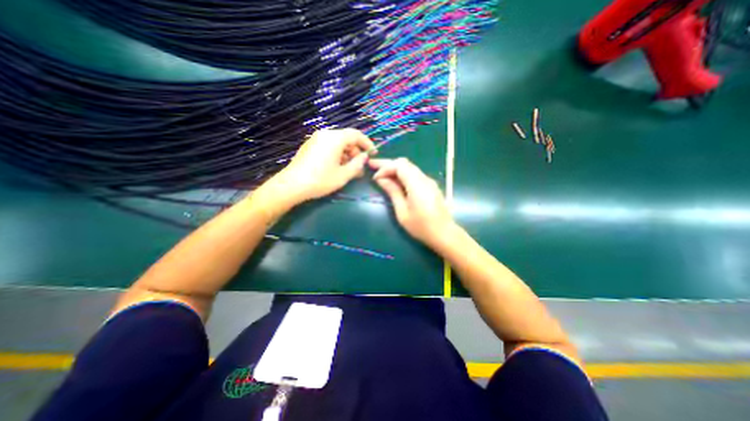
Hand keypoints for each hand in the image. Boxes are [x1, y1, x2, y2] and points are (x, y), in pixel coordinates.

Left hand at [259, 127, 375, 207]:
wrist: (292, 185)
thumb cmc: (320, 180)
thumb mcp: (343, 175)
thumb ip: (357, 164)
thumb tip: (364, 157)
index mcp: (335, 138)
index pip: (356, 135)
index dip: (367, 144)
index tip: (373, 154)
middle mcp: (325, 134)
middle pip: (346, 139)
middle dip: (356, 152)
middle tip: (360, 167)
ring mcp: (316, 139)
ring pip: (337, 144)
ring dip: (347, 155)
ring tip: (350, 171)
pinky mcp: (310, 146)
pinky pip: (328, 147)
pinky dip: (337, 155)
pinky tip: (337, 168)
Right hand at [368, 159, 457, 248]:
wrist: (444, 233)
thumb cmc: (421, 226)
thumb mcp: (402, 211)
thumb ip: (393, 192)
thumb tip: (381, 179)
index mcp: (417, 184)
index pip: (399, 165)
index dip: (385, 168)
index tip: (375, 178)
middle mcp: (424, 178)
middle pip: (404, 163)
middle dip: (388, 164)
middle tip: (372, 165)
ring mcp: (428, 181)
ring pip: (409, 167)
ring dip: (395, 168)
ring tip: (381, 173)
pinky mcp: (430, 186)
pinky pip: (414, 174)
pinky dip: (402, 174)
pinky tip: (395, 181)